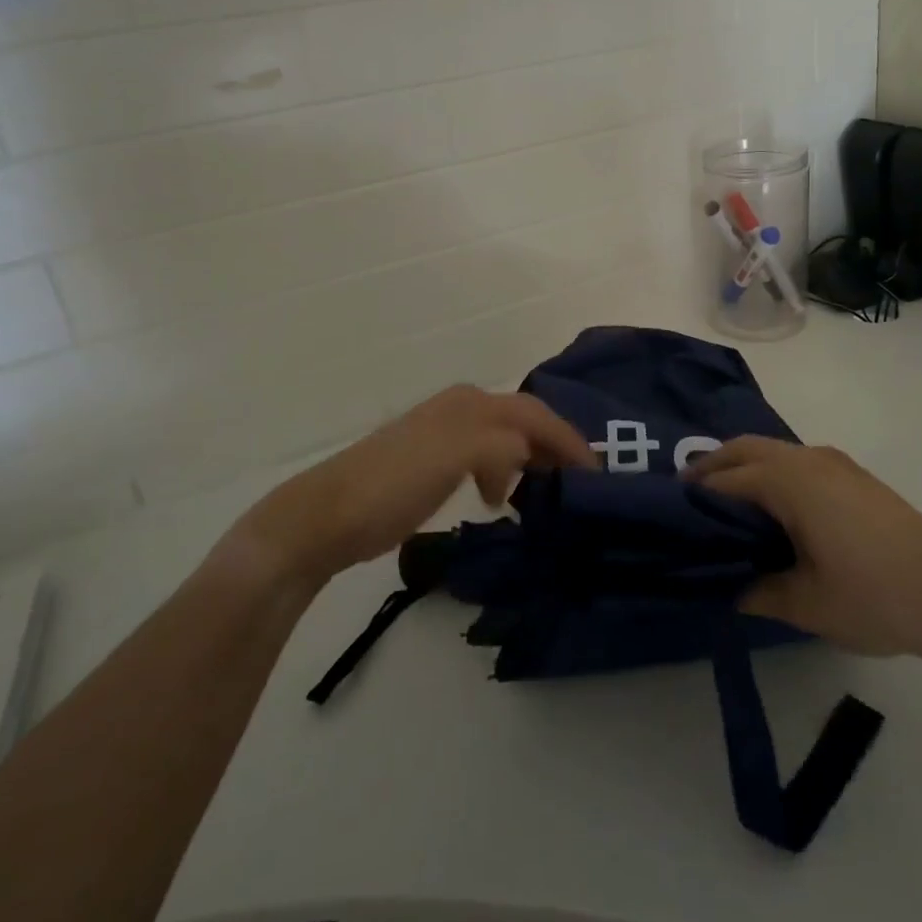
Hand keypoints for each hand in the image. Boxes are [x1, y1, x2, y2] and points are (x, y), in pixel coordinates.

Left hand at [220, 385, 595, 588]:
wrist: (325, 516)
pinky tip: (499, 496)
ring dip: (531, 458)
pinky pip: (485, 456)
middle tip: (580, 481)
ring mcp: (443, 433)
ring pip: (504, 437)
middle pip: (523, 419)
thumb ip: (500, 445)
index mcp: (470, 405)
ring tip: (546, 491)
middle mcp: (460, 409)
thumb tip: (532, 450)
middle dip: (554, 445)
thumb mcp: (452, 457)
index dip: (569, 439)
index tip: (596, 474)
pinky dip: (504, 471)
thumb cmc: (392, 484)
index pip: (534, 414)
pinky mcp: (431, 460)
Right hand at [686, 436, 921, 661]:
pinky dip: (772, 472)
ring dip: (744, 466)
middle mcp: (808, 459)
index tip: (669, 512)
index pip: (727, 479)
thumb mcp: (806, 604)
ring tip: (725, 505)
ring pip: (773, 450)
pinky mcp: (855, 476)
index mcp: (790, 481)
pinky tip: (773, 509)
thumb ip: (758, 592)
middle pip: (746, 448)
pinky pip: (797, 460)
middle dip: (713, 466)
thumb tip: (728, 590)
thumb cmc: (874, 597)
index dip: (695, 494)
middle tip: (688, 497)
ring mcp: (836, 464)